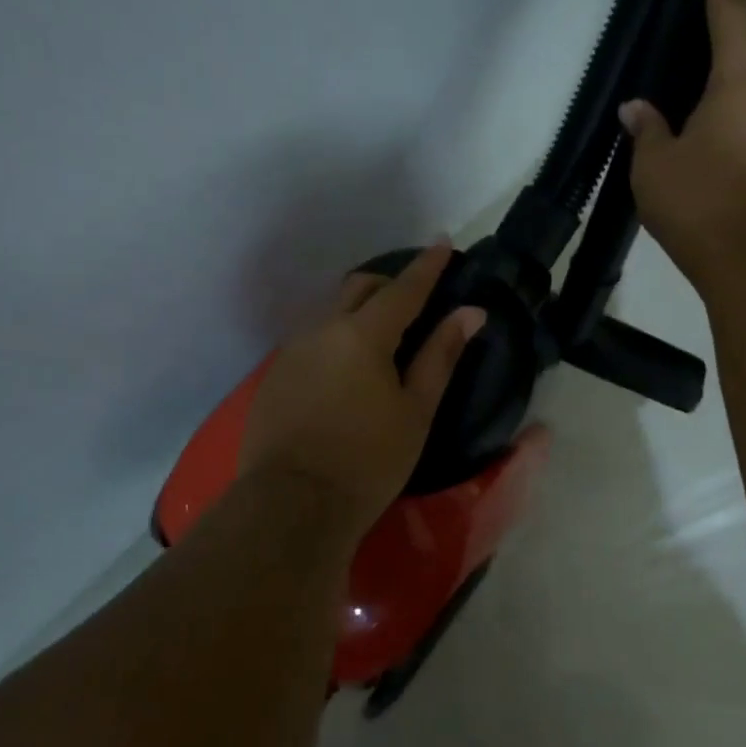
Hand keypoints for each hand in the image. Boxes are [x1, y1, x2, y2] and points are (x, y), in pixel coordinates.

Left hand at [240, 242, 483, 539]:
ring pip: (330, 311)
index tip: (443, 242)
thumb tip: (470, 313)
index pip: (403, 288)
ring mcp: (292, 350)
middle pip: (359, 288)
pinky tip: (346, 368)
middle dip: (389, 284)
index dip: (427, 266)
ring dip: (359, 310)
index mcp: (363, 334)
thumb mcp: (416, 411)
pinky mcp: (275, 374)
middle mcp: (322, 329)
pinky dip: (336, 337)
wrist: (292, 504)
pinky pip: (311, 338)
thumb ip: (441, 356)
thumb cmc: (368, 461)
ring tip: (381, 335)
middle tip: (414, 300)